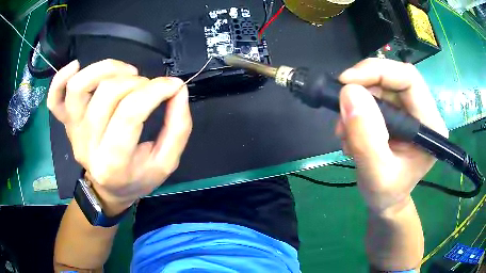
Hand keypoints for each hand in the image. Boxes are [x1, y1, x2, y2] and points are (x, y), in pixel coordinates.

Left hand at [48, 59, 191, 214]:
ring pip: (79, 87)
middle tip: (149, 88)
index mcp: (113, 163)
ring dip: (106, 69)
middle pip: (107, 94)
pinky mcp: (66, 124)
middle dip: (137, 82)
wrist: (108, 189)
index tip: (173, 85)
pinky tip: (76, 66)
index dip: (156, 90)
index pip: (130, 113)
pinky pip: (54, 98)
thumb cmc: (137, 177)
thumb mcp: (166, 162)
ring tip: (126, 72)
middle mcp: (87, 146)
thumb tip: (178, 89)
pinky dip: (60, 78)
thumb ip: (178, 127)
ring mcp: (73, 132)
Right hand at [336, 58, 447, 214]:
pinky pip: (374, 97)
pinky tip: (351, 133)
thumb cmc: (386, 194)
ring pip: (380, 88)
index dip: (378, 72)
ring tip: (345, 132)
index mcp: (430, 125)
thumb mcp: (375, 174)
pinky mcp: (398, 113)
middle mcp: (423, 112)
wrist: (385, 200)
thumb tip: (349, 93)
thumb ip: (366, 138)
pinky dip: (357, 110)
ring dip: (357, 104)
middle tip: (342, 110)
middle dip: (363, 89)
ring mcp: (410, 111)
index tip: (346, 82)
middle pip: (393, 79)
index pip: (408, 79)